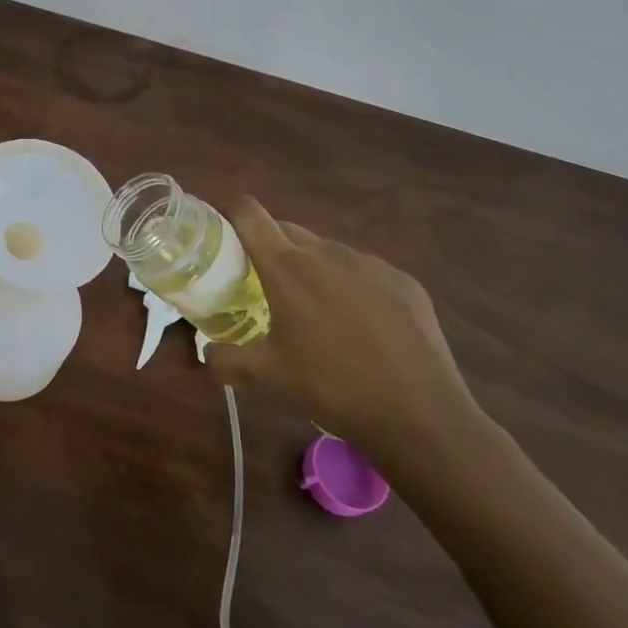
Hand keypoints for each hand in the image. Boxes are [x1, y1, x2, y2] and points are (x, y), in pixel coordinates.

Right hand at [204, 197, 476, 462]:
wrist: (420, 414)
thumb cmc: (332, 387)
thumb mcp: (266, 378)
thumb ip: (225, 360)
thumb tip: (207, 353)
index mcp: (287, 267)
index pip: (249, 213)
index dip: (231, 214)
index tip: (224, 236)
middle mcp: (327, 252)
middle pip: (286, 229)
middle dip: (269, 248)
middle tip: (264, 286)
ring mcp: (369, 264)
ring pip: (326, 252)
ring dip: (312, 270)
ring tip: (318, 314)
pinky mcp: (403, 281)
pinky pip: (364, 272)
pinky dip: (352, 288)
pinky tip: (363, 329)